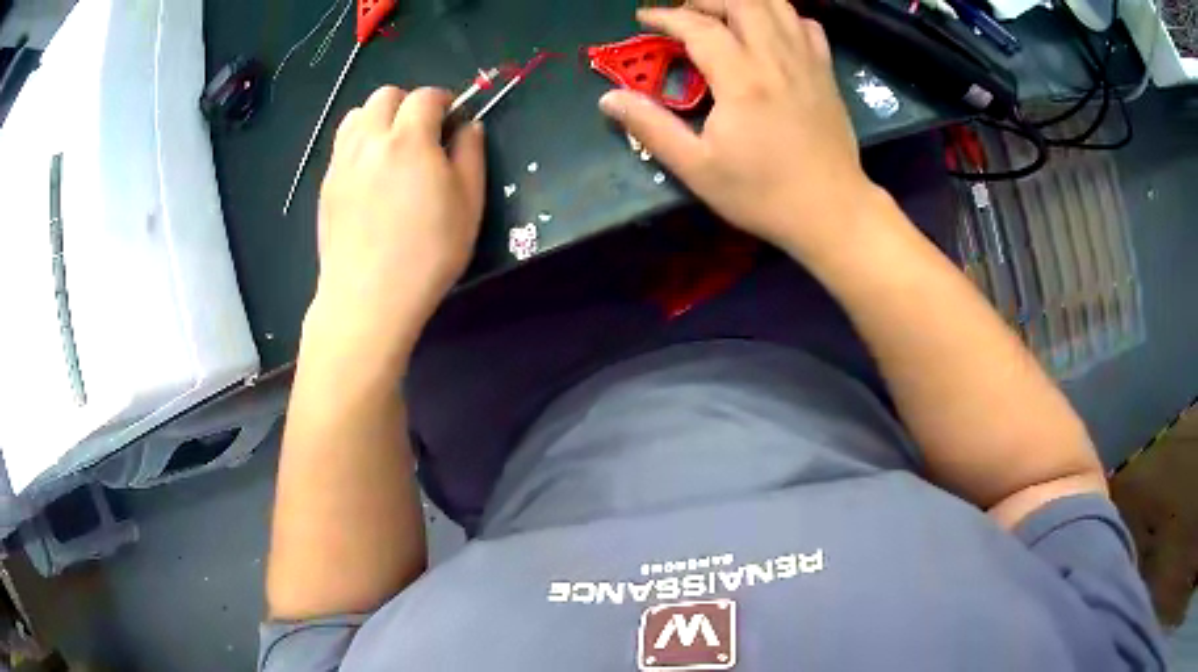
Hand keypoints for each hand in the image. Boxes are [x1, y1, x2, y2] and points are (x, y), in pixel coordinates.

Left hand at [309, 86, 485, 357]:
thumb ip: (471, 154)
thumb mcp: (469, 204)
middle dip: (408, 104)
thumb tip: (468, 125)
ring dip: (379, 118)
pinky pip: (342, 144)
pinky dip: (359, 143)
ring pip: (357, 115)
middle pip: (385, 95)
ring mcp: (342, 162)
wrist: (368, 298)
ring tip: (392, 148)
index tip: (452, 120)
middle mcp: (370, 140)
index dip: (444, 100)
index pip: (425, 96)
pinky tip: (370, 174)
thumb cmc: (427, 254)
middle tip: (423, 133)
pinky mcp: (326, 185)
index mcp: (409, 140)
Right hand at [599, 0, 881, 261]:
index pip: (699, 27)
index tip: (644, 18)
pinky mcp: (826, 73)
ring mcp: (807, 62)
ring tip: (722, 14)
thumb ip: (652, 128)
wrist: (832, 212)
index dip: (666, 17)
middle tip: (685, 13)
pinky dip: (784, 17)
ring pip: (777, 5)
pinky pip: (807, 26)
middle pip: (741, 2)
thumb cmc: (764, 195)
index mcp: (742, 79)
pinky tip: (770, 31)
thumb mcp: (698, 169)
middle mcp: (776, 58)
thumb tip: (609, 99)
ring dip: (744, 1)